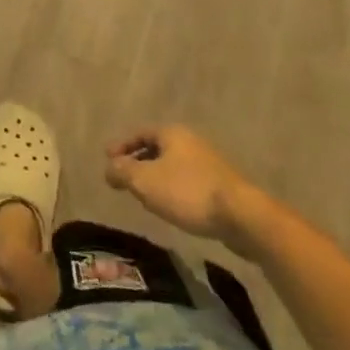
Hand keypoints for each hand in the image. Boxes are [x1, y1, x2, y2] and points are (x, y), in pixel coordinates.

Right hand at [104, 125, 282, 259]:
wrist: (242, 216)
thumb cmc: (187, 192)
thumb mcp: (145, 181)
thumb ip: (122, 172)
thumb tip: (108, 168)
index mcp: (172, 133)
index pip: (140, 133)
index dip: (122, 145)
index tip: (107, 158)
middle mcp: (191, 141)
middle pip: (157, 148)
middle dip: (139, 161)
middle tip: (124, 177)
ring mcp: (209, 163)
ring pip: (173, 166)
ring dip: (156, 177)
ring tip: (144, 194)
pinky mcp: (221, 185)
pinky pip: (188, 181)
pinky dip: (173, 189)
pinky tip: (171, 206)